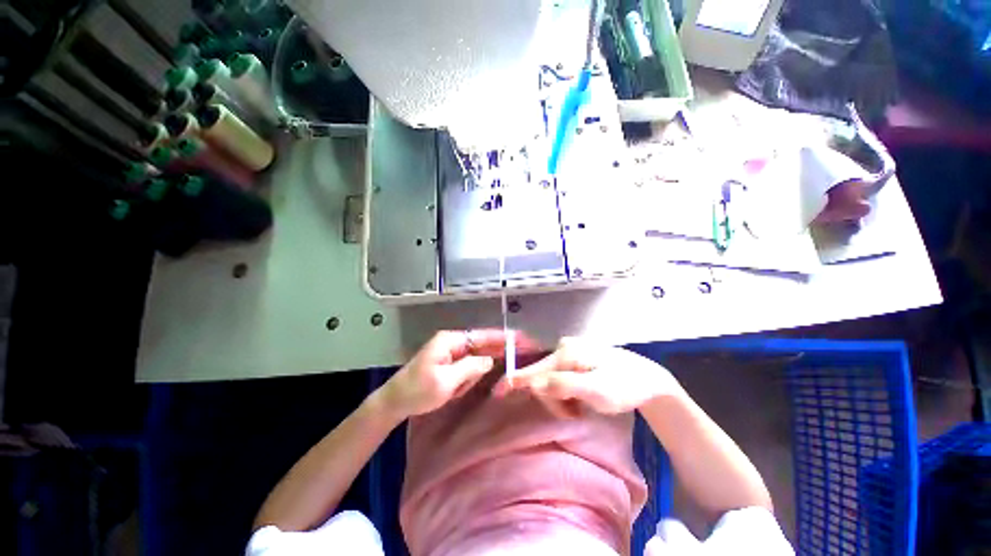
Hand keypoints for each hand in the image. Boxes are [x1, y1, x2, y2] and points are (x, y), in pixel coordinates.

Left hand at [379, 330, 539, 419]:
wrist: (393, 402)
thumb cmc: (417, 391)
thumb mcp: (446, 381)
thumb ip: (471, 368)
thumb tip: (490, 359)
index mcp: (450, 341)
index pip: (482, 336)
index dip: (502, 337)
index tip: (520, 338)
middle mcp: (452, 342)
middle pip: (481, 344)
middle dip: (494, 354)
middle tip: (515, 356)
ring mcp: (449, 353)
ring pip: (473, 361)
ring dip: (469, 377)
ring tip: (452, 391)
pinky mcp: (448, 364)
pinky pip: (465, 369)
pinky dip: (464, 381)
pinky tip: (452, 391)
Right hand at [492, 338, 681, 417]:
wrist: (647, 379)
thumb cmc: (624, 387)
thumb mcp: (597, 392)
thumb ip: (564, 386)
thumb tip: (534, 384)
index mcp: (566, 353)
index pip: (533, 369)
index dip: (514, 381)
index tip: (497, 392)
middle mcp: (564, 347)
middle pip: (542, 377)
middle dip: (553, 400)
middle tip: (575, 415)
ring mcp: (570, 351)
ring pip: (551, 379)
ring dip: (561, 399)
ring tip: (581, 409)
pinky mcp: (576, 358)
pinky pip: (560, 377)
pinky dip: (566, 393)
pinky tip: (580, 399)